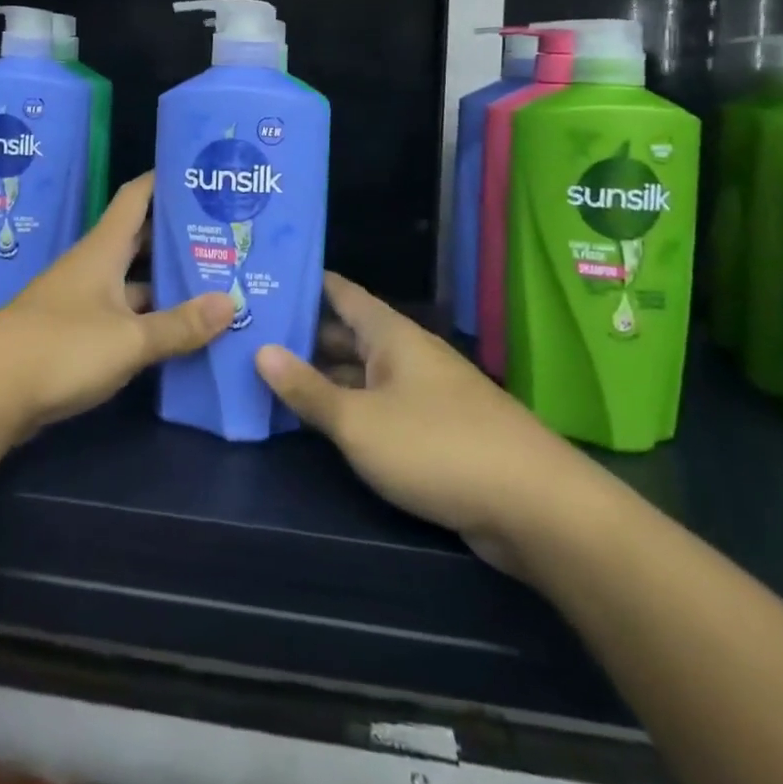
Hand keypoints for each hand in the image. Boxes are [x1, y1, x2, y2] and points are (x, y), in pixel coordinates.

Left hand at [0, 172, 234, 438]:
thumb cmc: (61, 348)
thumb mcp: (130, 338)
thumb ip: (179, 324)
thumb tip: (230, 302)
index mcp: (103, 249)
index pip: (137, 196)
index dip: (166, 180)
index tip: (202, 173)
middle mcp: (92, 266)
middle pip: (140, 239)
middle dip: (178, 235)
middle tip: (226, 235)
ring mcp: (81, 301)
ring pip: (133, 281)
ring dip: (167, 282)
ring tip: (216, 282)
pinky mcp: (75, 334)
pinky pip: (122, 315)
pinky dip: (149, 317)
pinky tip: (179, 330)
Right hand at [255, 273, 612, 574]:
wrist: (535, 507)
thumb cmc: (437, 447)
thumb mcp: (359, 421)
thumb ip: (307, 389)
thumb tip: (260, 350)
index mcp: (391, 334)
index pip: (340, 292)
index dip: (304, 282)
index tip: (263, 276)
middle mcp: (407, 354)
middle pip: (346, 333)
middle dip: (302, 334)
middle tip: (248, 332)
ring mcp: (423, 392)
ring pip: (361, 372)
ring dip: (321, 374)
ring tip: (268, 373)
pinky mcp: (434, 431)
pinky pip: (378, 406)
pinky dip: (347, 407)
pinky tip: (316, 420)